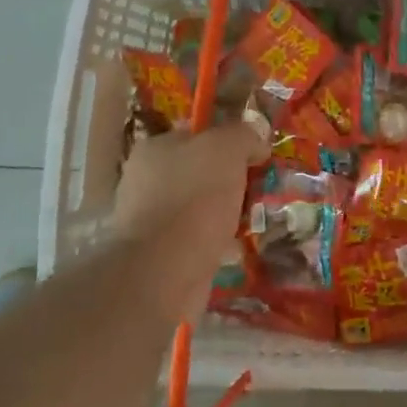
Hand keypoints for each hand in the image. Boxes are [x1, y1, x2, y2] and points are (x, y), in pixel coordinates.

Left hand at [111, 124, 265, 312]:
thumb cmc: (193, 198)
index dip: (230, 142)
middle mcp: (145, 180)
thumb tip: (256, 143)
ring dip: (227, 212)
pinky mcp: (159, 253)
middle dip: (231, 180)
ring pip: (201, 206)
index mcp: (154, 148)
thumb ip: (243, 135)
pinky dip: (217, 241)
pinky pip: (198, 238)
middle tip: (260, 190)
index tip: (256, 158)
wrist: (164, 271)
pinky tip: (237, 246)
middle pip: (201, 171)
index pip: (197, 135)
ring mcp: (149, 219)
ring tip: (255, 220)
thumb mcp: (226, 148)